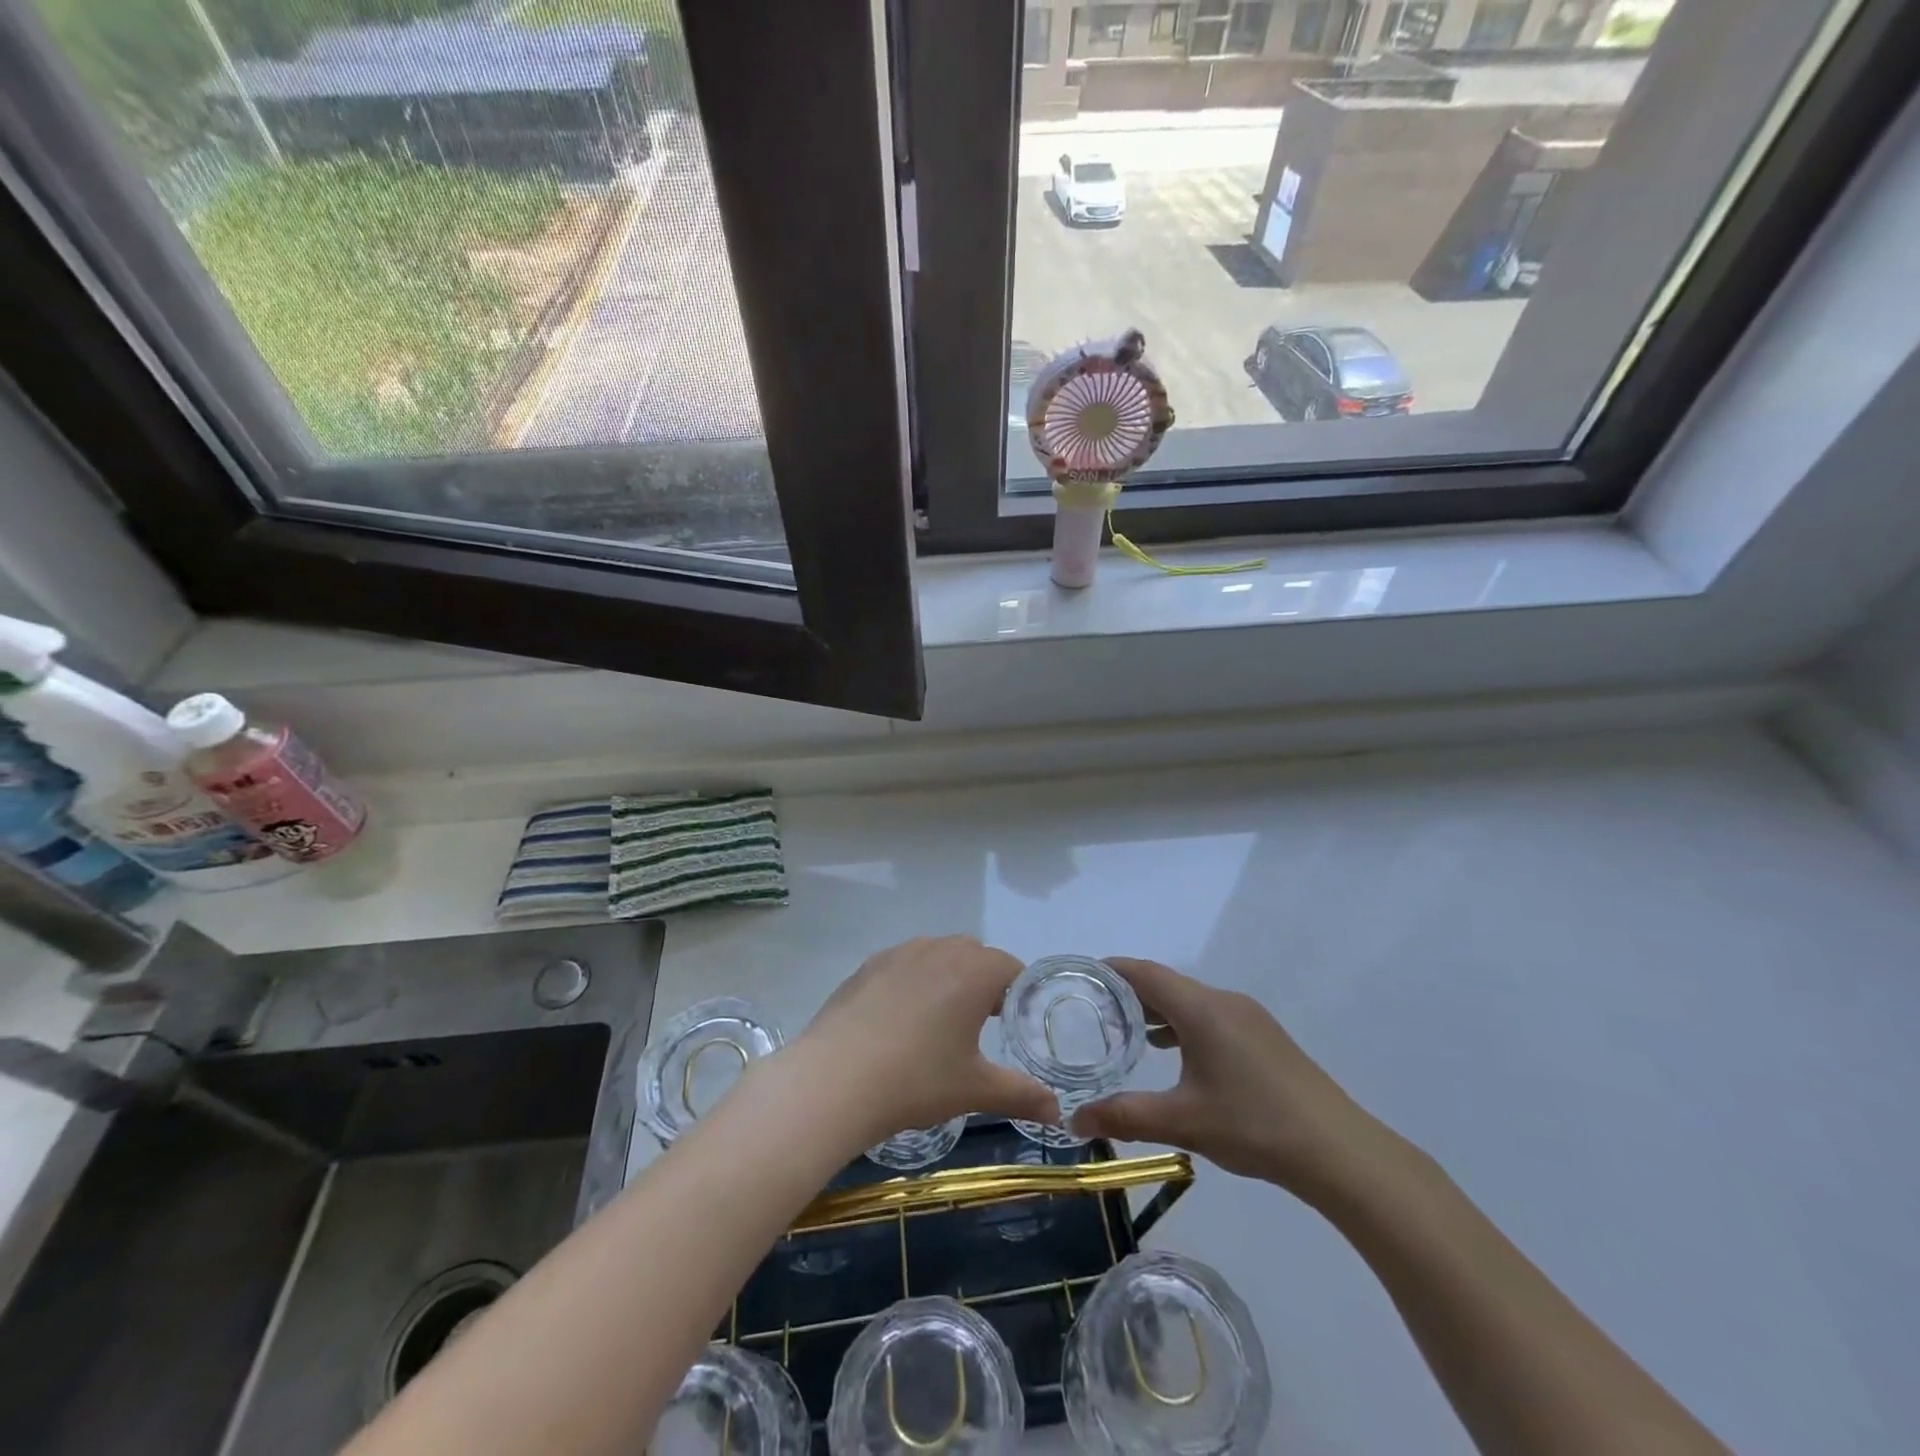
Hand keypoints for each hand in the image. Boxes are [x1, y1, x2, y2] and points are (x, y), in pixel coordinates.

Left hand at [789, 936, 1058, 1148]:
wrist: (834, 1080)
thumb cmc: (916, 1079)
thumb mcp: (975, 1090)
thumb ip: (1022, 1095)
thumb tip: (1057, 1113)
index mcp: (973, 970)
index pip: (1011, 968)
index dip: (1018, 995)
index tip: (1011, 1027)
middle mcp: (939, 948)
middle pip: (975, 955)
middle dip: (984, 984)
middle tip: (979, 1027)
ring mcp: (899, 953)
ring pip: (937, 955)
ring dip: (947, 979)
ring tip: (938, 1025)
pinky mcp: (867, 966)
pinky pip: (904, 965)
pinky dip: (912, 984)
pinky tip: (898, 1024)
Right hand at [1071, 958, 1395, 1200]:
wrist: (1339, 1151)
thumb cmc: (1254, 1125)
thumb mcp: (1182, 1122)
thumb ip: (1125, 1116)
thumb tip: (1074, 1120)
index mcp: (1202, 1009)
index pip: (1145, 973)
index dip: (1111, 970)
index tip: (1080, 977)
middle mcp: (1224, 1001)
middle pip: (1167, 984)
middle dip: (1130, 994)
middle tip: (1094, 1014)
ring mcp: (1249, 1017)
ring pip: (1191, 1001)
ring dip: (1159, 1011)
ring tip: (1128, 1035)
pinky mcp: (1265, 1036)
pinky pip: (1211, 1015)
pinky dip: (1184, 1024)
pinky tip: (1176, 1053)